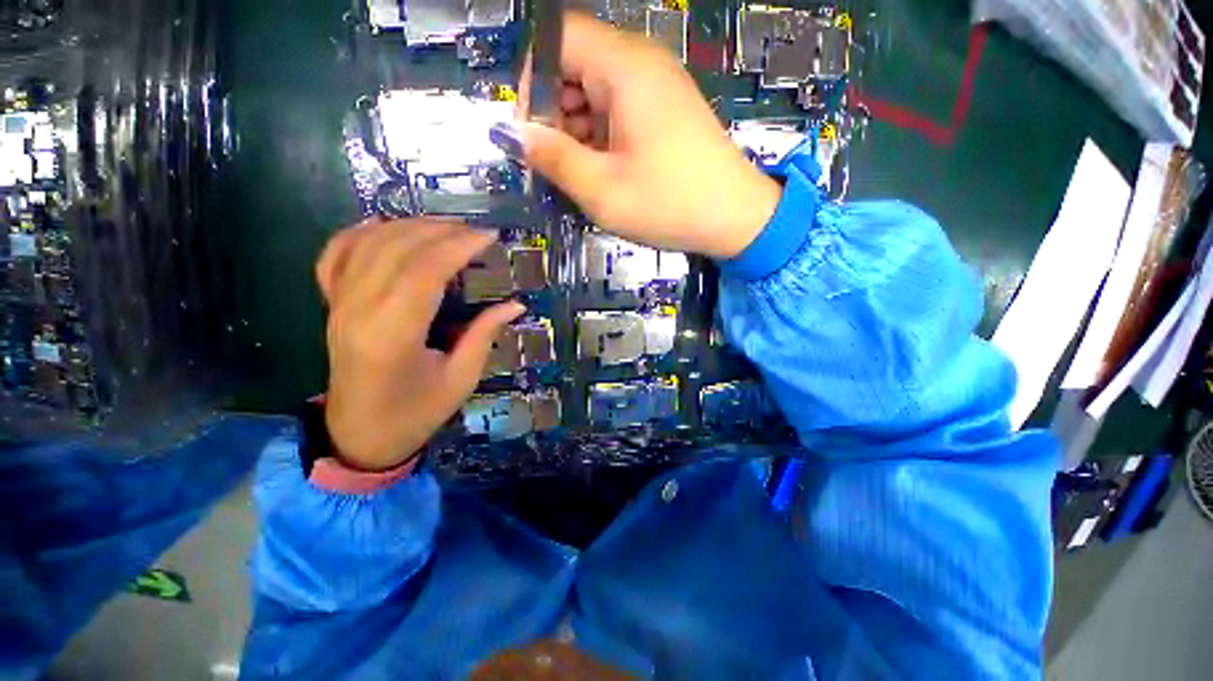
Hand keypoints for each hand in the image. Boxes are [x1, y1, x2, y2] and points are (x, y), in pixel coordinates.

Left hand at [315, 218, 524, 470]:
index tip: (489, 237)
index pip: (425, 272)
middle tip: (473, 230)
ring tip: (445, 225)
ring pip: (368, 244)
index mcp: (393, 335)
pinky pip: (336, 255)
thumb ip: (485, 335)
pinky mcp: (332, 306)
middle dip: (439, 231)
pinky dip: (359, 232)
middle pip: (396, 249)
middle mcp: (359, 311)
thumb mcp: (461, 379)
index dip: (459, 247)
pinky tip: (385, 224)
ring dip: (408, 226)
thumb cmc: (416, 413)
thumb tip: (516, 305)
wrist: (360, 436)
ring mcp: (339, 305)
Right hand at [515, 12, 781, 258]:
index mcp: (624, 68)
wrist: (735, 218)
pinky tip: (600, 170)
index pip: (557, 38)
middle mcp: (640, 64)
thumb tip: (511, 134)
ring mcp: (656, 88)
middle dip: (551, 110)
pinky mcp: (663, 113)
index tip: (523, 127)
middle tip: (548, 160)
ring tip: (575, 172)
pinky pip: (617, 111)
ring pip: (595, 91)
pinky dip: (599, 136)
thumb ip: (553, 158)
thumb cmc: (669, 204)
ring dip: (575, 128)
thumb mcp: (602, 189)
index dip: (530, 76)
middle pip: (575, 64)